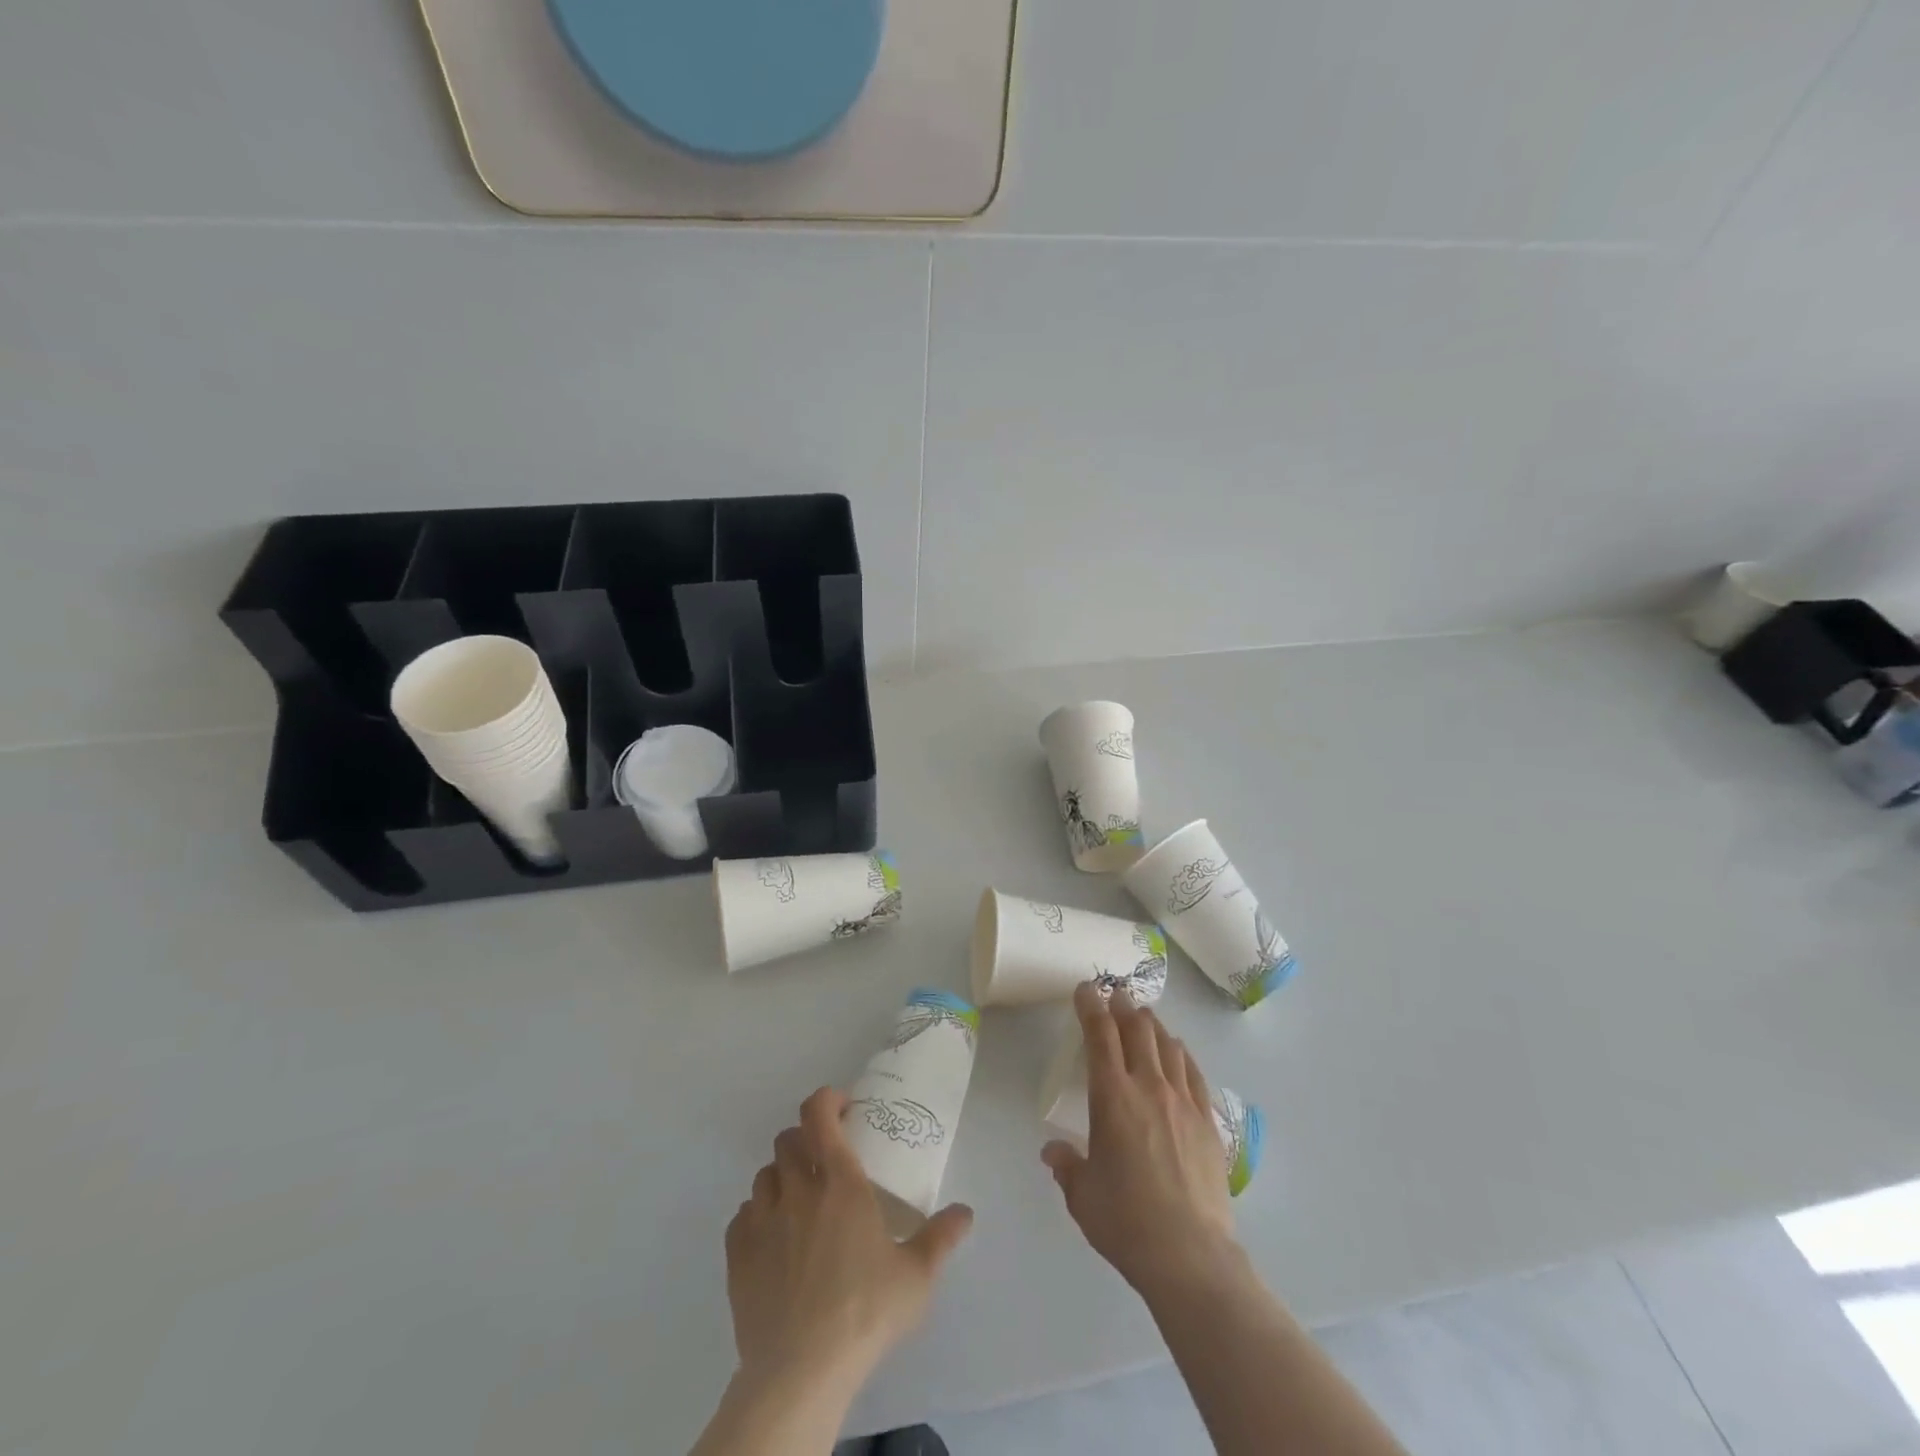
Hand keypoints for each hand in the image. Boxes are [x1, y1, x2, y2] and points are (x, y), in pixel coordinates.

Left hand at [725, 1087, 974, 1394]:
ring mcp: (762, 1219)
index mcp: (840, 1182)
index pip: (819, 1113)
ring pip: (764, 1174)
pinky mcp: (737, 1253)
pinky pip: (742, 1215)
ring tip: (799, 1204)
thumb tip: (965, 1212)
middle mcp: (798, 1189)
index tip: (844, 1109)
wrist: (800, 1371)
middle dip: (806, 1141)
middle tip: (825, 1163)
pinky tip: (773, 1240)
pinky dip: (757, 1216)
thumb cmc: (865, 1312)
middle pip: (788, 1139)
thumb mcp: (916, 1275)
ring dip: (781, 1178)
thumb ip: (941, 1237)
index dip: (827, 1100)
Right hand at [1042, 983, 1238, 1298]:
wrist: (1191, 1255)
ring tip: (1143, 1017)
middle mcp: (1148, 1087)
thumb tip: (1053, 1150)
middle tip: (1115, 994)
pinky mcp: (1207, 1121)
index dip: (1091, 1006)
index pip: (1100, 1035)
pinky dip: (1181, 1053)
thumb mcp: (1082, 1195)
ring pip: (1167, 1044)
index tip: (1085, 989)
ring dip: (1152, 1025)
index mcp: (1112, 1097)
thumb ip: (1067, 1165)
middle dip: (1123, 1006)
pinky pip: (1193, 1072)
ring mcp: (1183, 1102)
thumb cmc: (1126, 1222)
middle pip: (1137, 1029)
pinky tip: (1177, 1052)